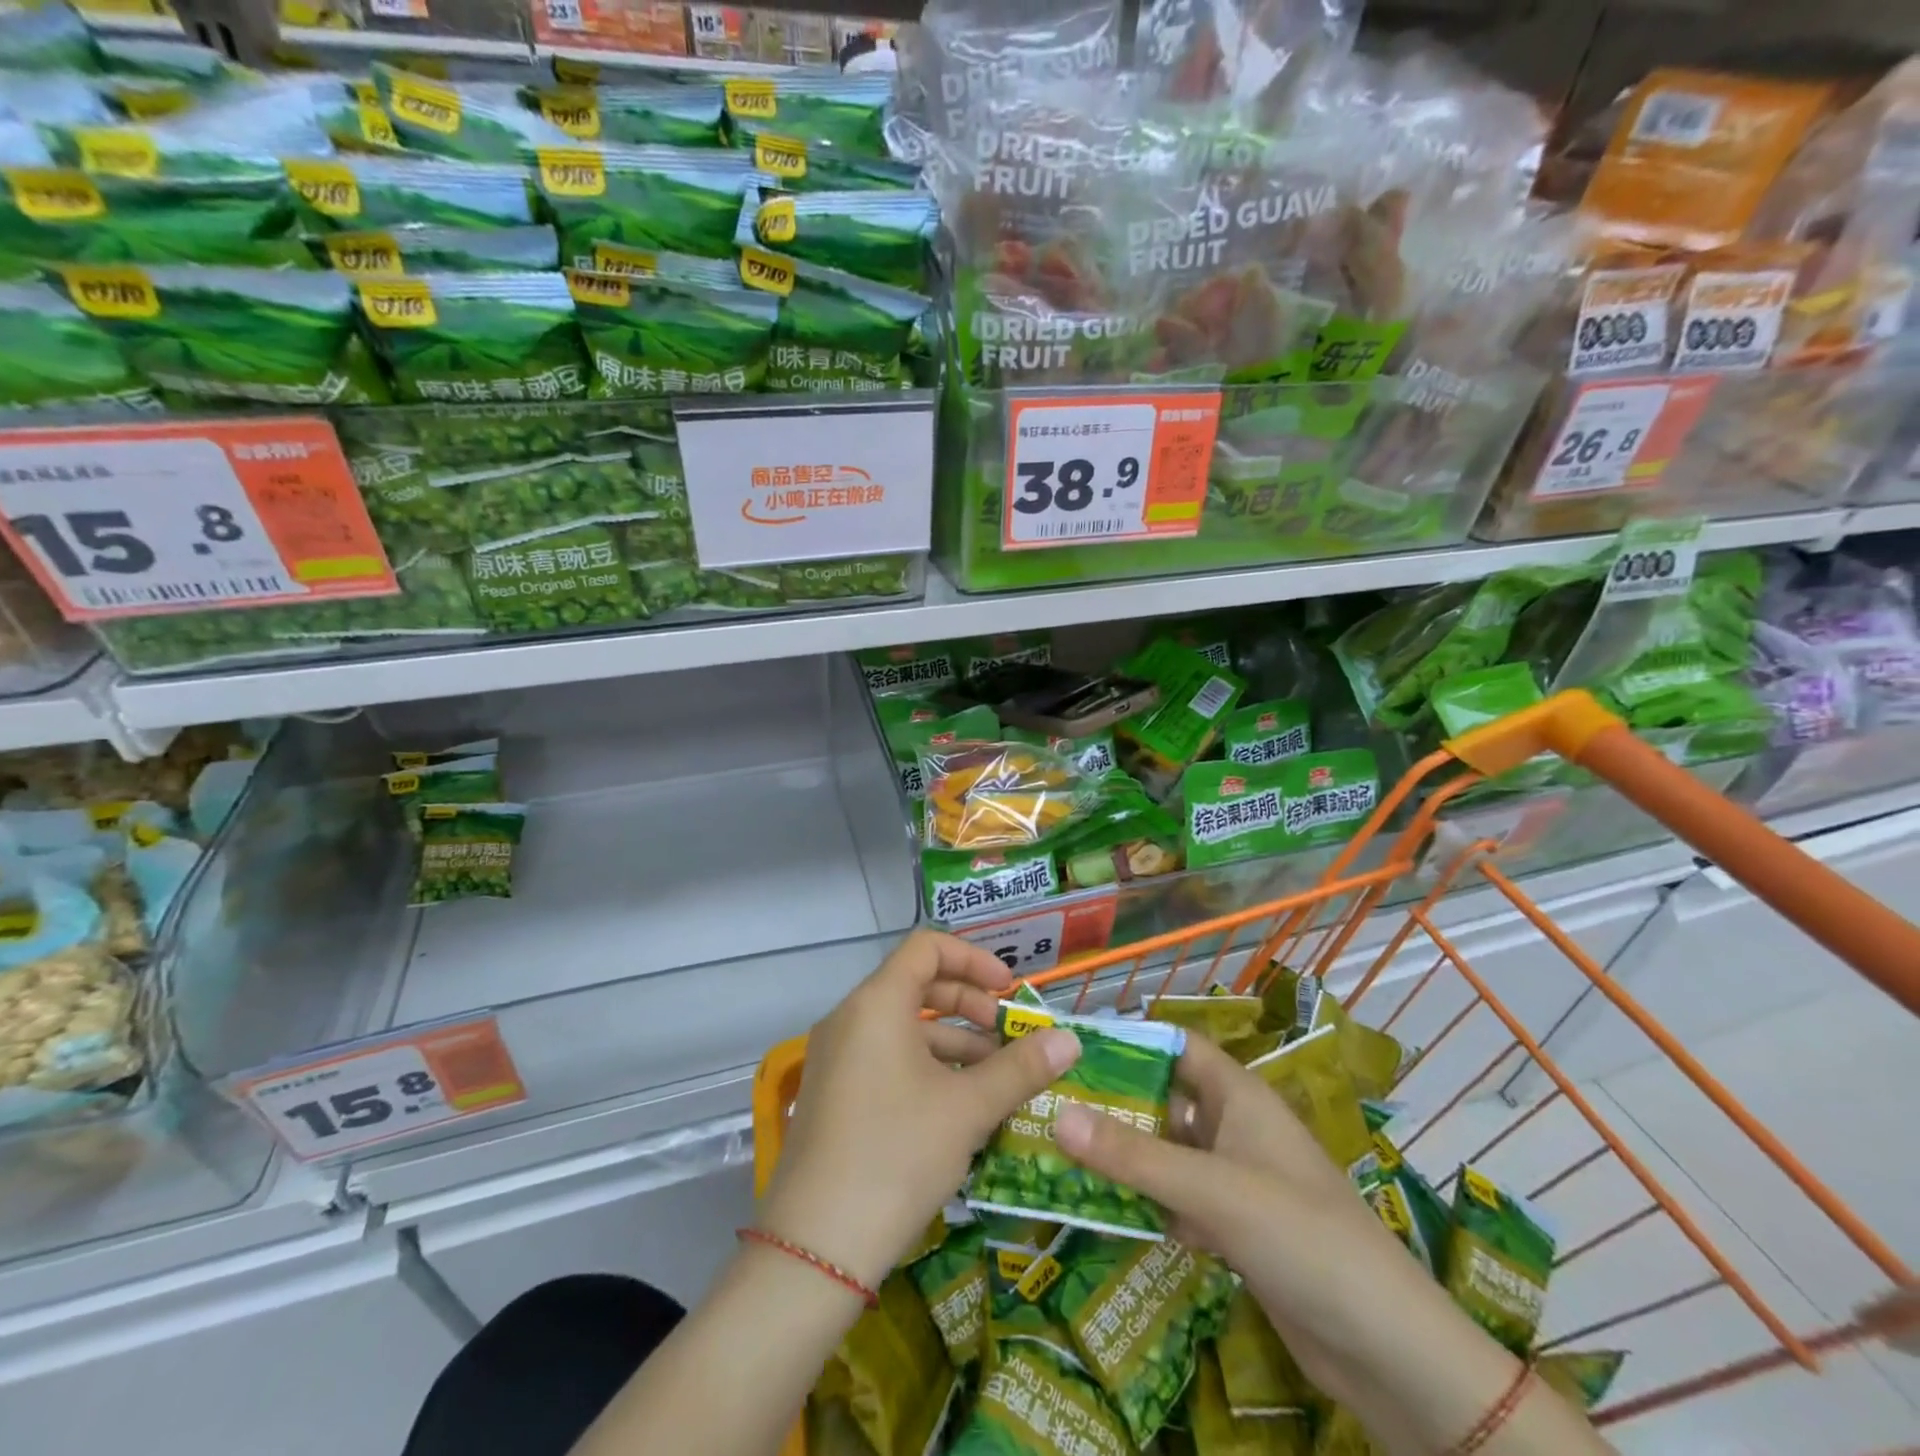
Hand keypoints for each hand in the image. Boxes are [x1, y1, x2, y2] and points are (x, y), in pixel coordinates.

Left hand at [758, 930, 1080, 1289]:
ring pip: (904, 1027)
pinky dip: (926, 1067)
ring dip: (953, 1042)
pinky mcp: (833, 1093)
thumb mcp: (967, 1109)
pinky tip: (959, 1106)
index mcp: (877, 1003)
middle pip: (917, 984)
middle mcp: (850, 1018)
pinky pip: (886, 1057)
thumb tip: (1070, 1040)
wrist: (815, 1248)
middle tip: (1008, 1038)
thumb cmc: (897, 1155)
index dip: (974, 959)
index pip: (927, 947)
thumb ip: (1021, 1068)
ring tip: (996, 1079)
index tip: (1009, 992)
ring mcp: (836, 1057)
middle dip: (969, 1005)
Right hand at [1053, 1035, 1451, 1408]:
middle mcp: (1235, 1128)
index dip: (1130, 1041)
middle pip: (1165, 1099)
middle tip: (1050, 1103)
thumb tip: (1057, 1114)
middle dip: (1115, 1102)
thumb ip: (1134, 1156)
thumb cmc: (1302, 1237)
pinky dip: (1144, 1201)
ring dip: (1124, 1155)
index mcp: (1239, 1096)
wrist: (1388, 1351)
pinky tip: (1099, 1208)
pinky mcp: (1236, 1229)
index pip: (1177, 1046)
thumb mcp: (1212, 1190)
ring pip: (1168, 1153)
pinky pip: (1178, 1200)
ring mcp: (1236, 1180)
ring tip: (1059, 1151)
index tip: (1071, 1046)